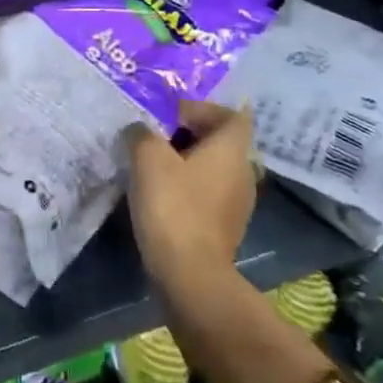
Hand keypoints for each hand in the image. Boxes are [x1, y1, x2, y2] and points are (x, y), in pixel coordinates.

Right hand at [126, 100, 258, 296]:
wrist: (189, 275)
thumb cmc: (173, 205)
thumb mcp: (147, 156)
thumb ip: (142, 132)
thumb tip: (140, 130)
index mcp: (232, 149)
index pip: (231, 114)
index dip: (202, 108)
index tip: (170, 115)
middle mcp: (243, 172)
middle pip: (220, 140)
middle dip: (187, 133)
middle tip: (153, 135)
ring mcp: (237, 202)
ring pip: (212, 167)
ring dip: (184, 160)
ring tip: (150, 163)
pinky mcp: (224, 226)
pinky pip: (207, 192)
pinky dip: (186, 186)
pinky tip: (158, 193)